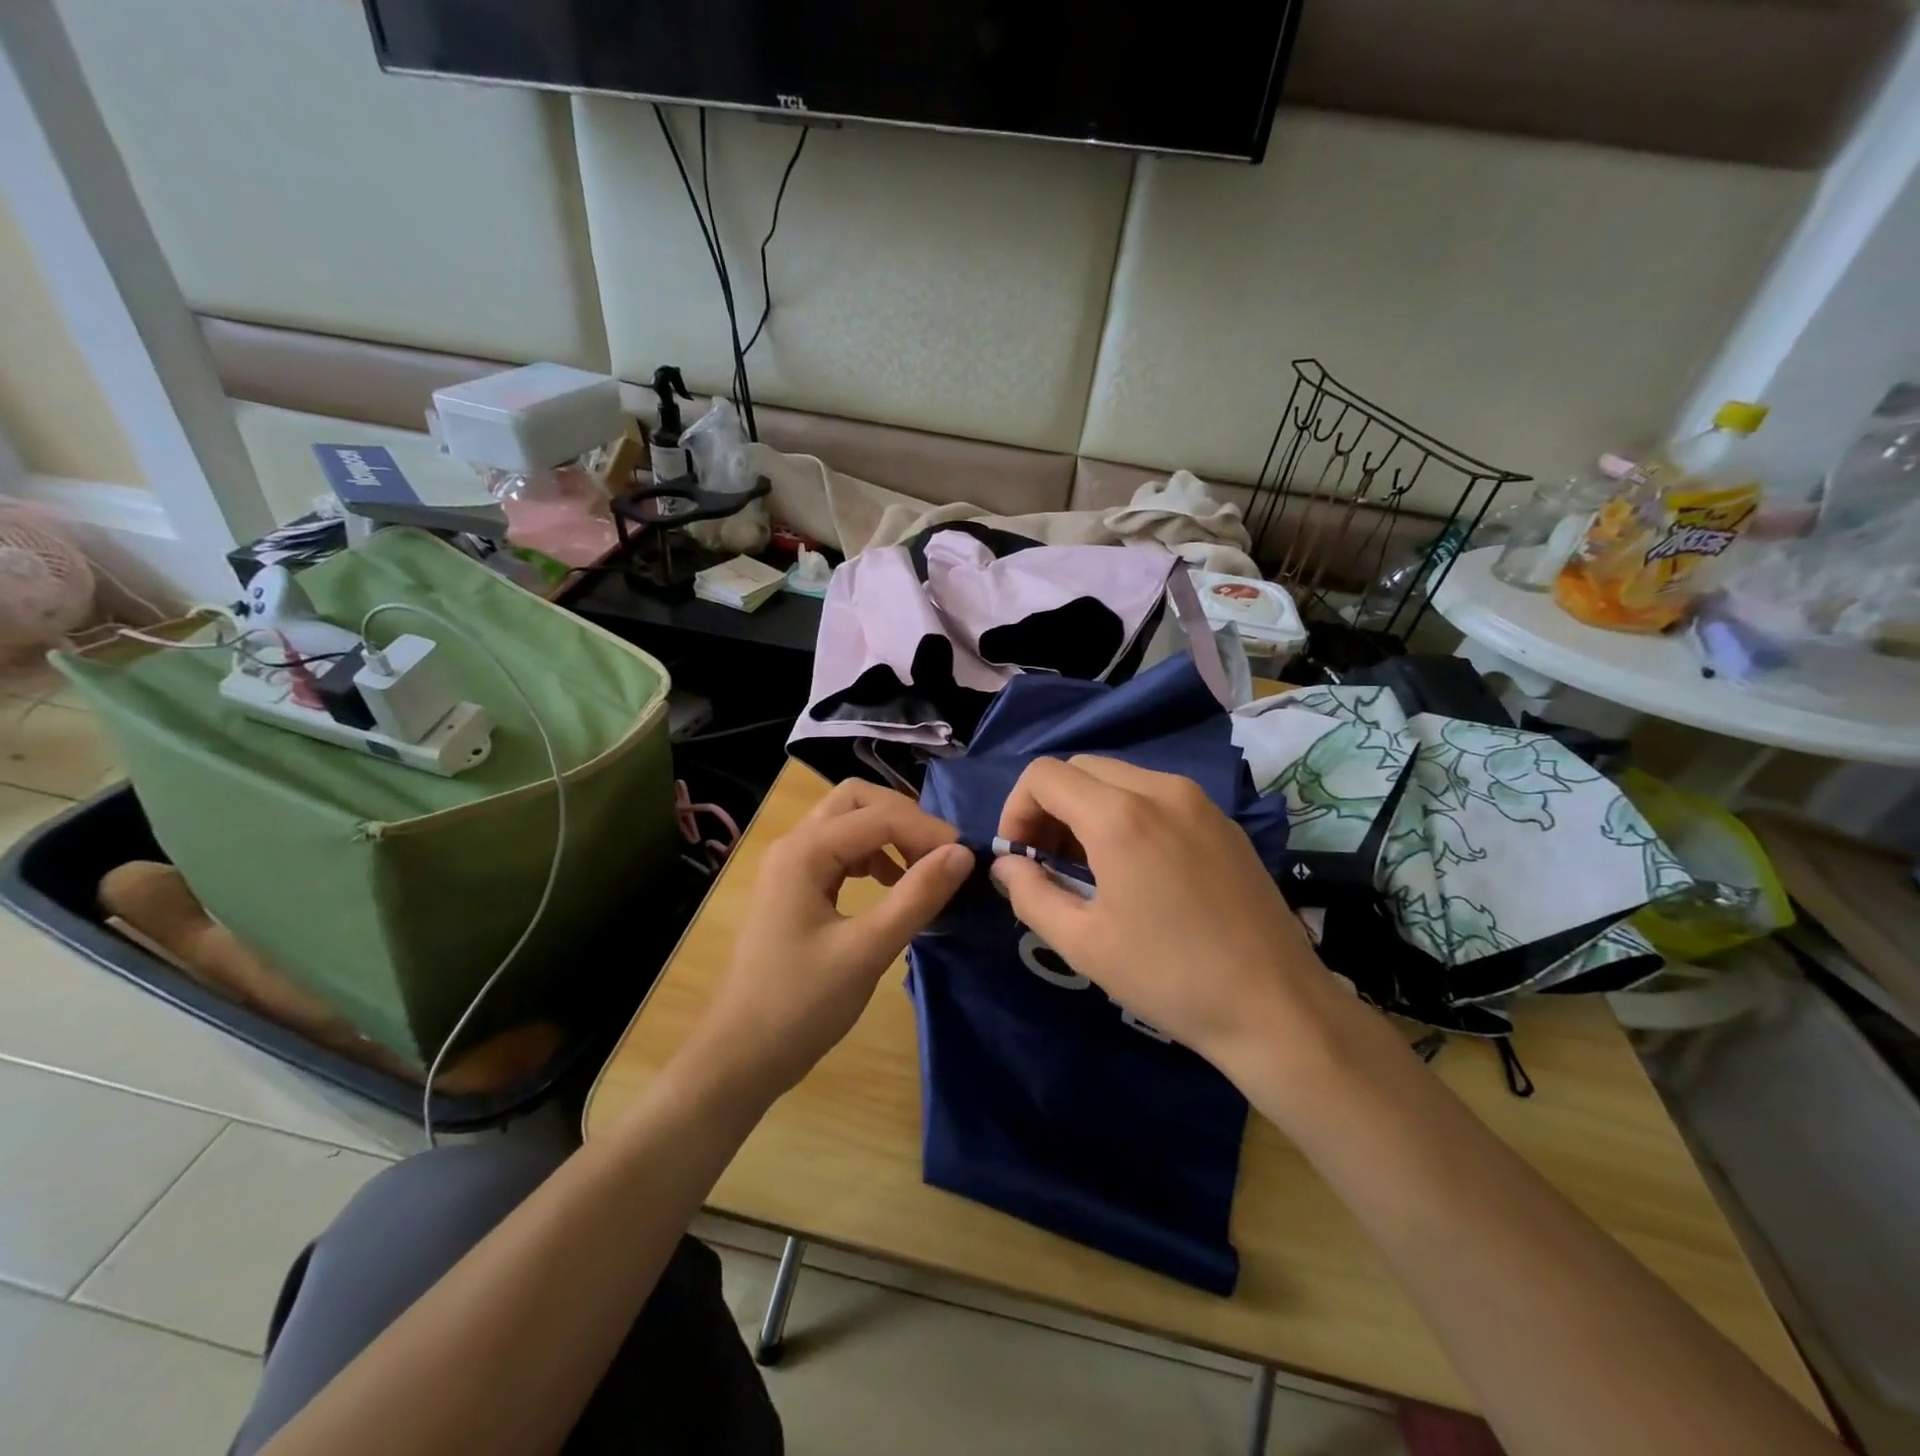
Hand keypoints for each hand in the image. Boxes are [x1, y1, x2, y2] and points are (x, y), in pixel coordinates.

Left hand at [693, 779, 973, 1101]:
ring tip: (921, 870)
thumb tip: (963, 854)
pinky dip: (872, 855)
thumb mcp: (868, 950)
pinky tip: (889, 885)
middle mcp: (794, 844)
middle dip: (904, 818)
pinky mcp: (794, 886)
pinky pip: (839, 849)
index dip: (928, 832)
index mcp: (805, 852)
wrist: (741, 1056)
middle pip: (857, 800)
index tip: (967, 860)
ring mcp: (791, 864)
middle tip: (939, 856)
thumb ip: (917, 896)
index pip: (880, 816)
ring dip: (888, 834)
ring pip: (848, 821)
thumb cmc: (801, 1005)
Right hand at [991, 756, 1350, 1085]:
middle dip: (1049, 806)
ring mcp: (1198, 801)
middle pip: (1080, 768)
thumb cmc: (1169, 977)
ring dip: (1087, 808)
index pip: (1044, 776)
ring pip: (1119, 777)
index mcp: (1120, 816)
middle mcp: (1160, 789)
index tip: (1019, 856)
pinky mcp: (1222, 821)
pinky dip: (1126, 813)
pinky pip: (1157, 795)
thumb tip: (1005, 865)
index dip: (1016, 809)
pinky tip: (1135, 866)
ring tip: (1086, 865)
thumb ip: (1029, 894)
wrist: (1276, 1006)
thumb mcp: (1083, 943)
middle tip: (1045, 860)